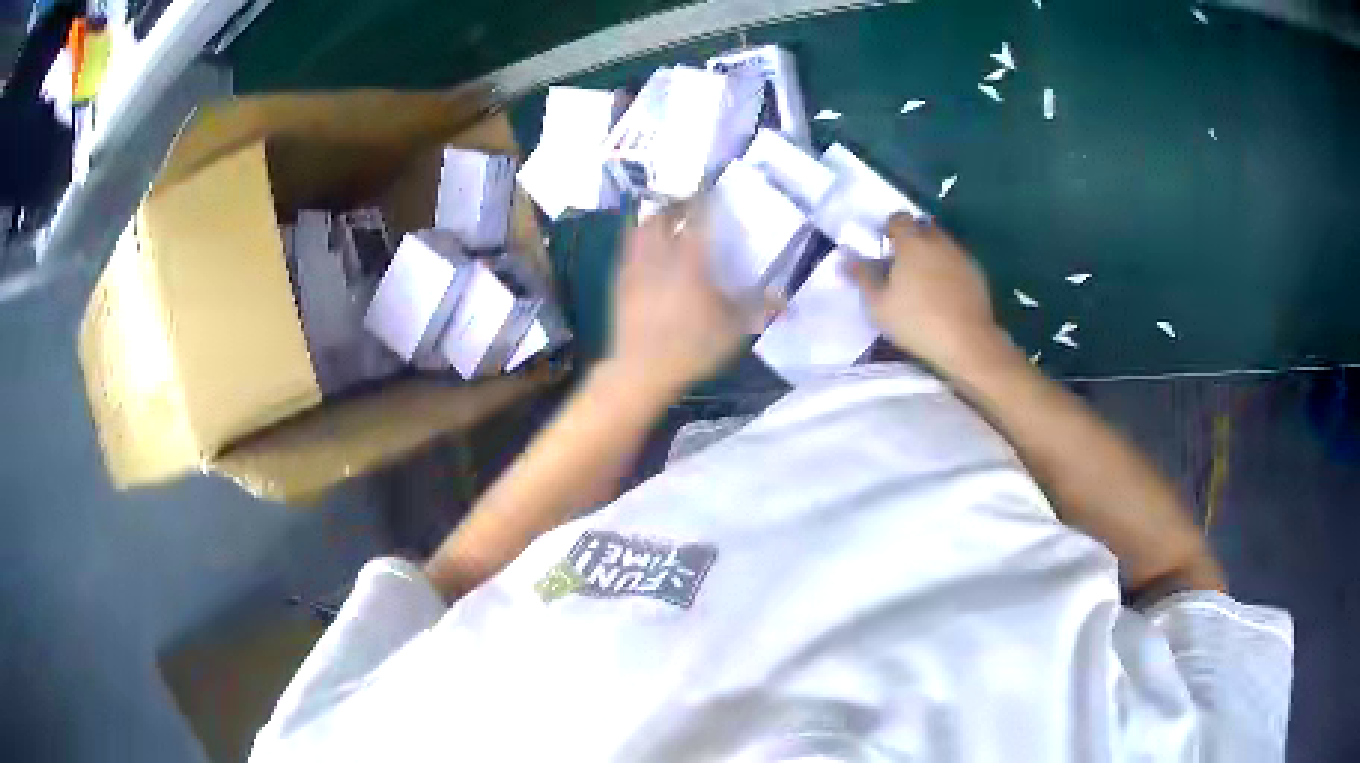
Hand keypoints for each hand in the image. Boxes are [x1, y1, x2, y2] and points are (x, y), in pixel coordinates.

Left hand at [609, 201, 746, 400]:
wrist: (640, 370)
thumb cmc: (691, 347)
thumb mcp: (733, 330)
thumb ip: (759, 308)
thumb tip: (788, 300)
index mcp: (690, 259)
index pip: (697, 216)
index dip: (705, 199)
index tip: (713, 191)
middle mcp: (659, 254)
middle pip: (663, 216)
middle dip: (677, 206)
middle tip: (691, 207)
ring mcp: (635, 267)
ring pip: (640, 229)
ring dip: (655, 219)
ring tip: (667, 223)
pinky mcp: (620, 283)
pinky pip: (628, 249)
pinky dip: (638, 241)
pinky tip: (647, 251)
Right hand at [849, 215, 1006, 372]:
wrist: (968, 341)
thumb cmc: (917, 321)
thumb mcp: (878, 305)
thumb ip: (862, 277)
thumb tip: (846, 259)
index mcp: (912, 242)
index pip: (898, 218)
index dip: (890, 229)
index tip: (885, 249)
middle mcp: (938, 241)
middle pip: (923, 227)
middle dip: (912, 239)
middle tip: (903, 265)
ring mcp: (961, 256)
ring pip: (942, 244)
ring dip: (932, 254)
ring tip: (924, 282)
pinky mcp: (977, 274)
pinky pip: (957, 262)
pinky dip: (948, 270)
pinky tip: (944, 295)